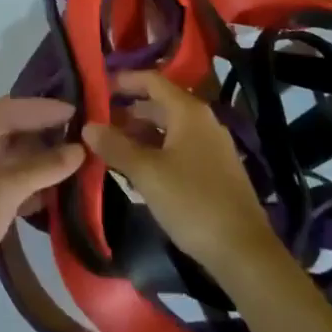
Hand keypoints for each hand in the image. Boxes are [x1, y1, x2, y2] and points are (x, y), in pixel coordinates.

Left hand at [0, 96, 83, 329]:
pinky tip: (52, 193)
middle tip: (79, 134)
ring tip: (73, 161)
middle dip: (43, 130)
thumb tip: (80, 150)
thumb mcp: (5, 190)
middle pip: (10, 130)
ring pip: (10, 158)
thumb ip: (43, 167)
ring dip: (39, 158)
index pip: (9, 108)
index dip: (42, 107)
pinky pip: (8, 183)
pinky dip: (30, 183)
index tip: (75, 110)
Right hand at [82, 71, 280, 276]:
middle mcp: (203, 120)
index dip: (124, 80)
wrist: (243, 250)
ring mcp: (213, 146)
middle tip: (99, 123)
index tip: (97, 86)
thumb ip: (116, 147)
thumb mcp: (147, 173)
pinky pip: (180, 147)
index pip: (152, 80)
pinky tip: (140, 170)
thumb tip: (87, 126)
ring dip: (142, 134)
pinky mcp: (216, 169)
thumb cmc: (192, 202)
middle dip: (129, 111)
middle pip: (161, 104)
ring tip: (113, 147)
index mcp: (189, 111)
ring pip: (170, 128)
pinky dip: (157, 150)